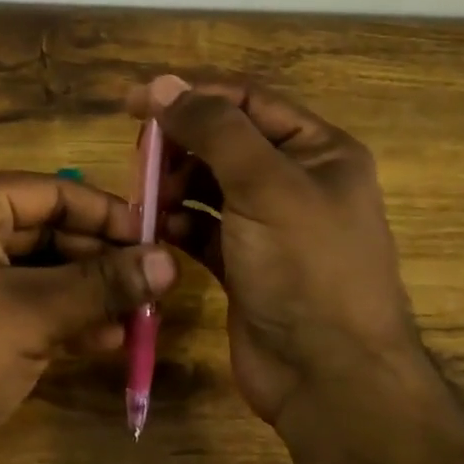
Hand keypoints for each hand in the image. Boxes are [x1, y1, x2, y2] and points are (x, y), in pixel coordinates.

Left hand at [0, 172, 177, 463]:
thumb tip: (171, 261)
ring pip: (32, 271)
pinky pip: (13, 301)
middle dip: (98, 261)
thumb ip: (104, 283)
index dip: (108, 215)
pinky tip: (101, 340)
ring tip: (137, 318)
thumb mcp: (35, 314)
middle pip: (42, 230)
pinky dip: (54, 317)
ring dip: (83, 294)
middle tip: (152, 285)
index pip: (51, 191)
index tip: (156, 239)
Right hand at [126, 74, 430, 434]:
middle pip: (224, 140)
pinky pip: (203, 226)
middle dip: (180, 144)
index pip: (247, 101)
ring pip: (209, 183)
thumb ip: (214, 129)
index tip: (134, 101)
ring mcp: (269, 224)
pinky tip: (159, 230)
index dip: (191, 95)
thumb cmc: (306, 270)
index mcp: (319, 150)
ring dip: (175, 184)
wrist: (329, 379)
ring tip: (148, 199)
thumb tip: (163, 84)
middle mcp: (296, 180)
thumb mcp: (265, 186)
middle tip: (140, 158)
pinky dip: (179, 222)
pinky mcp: (244, 262)